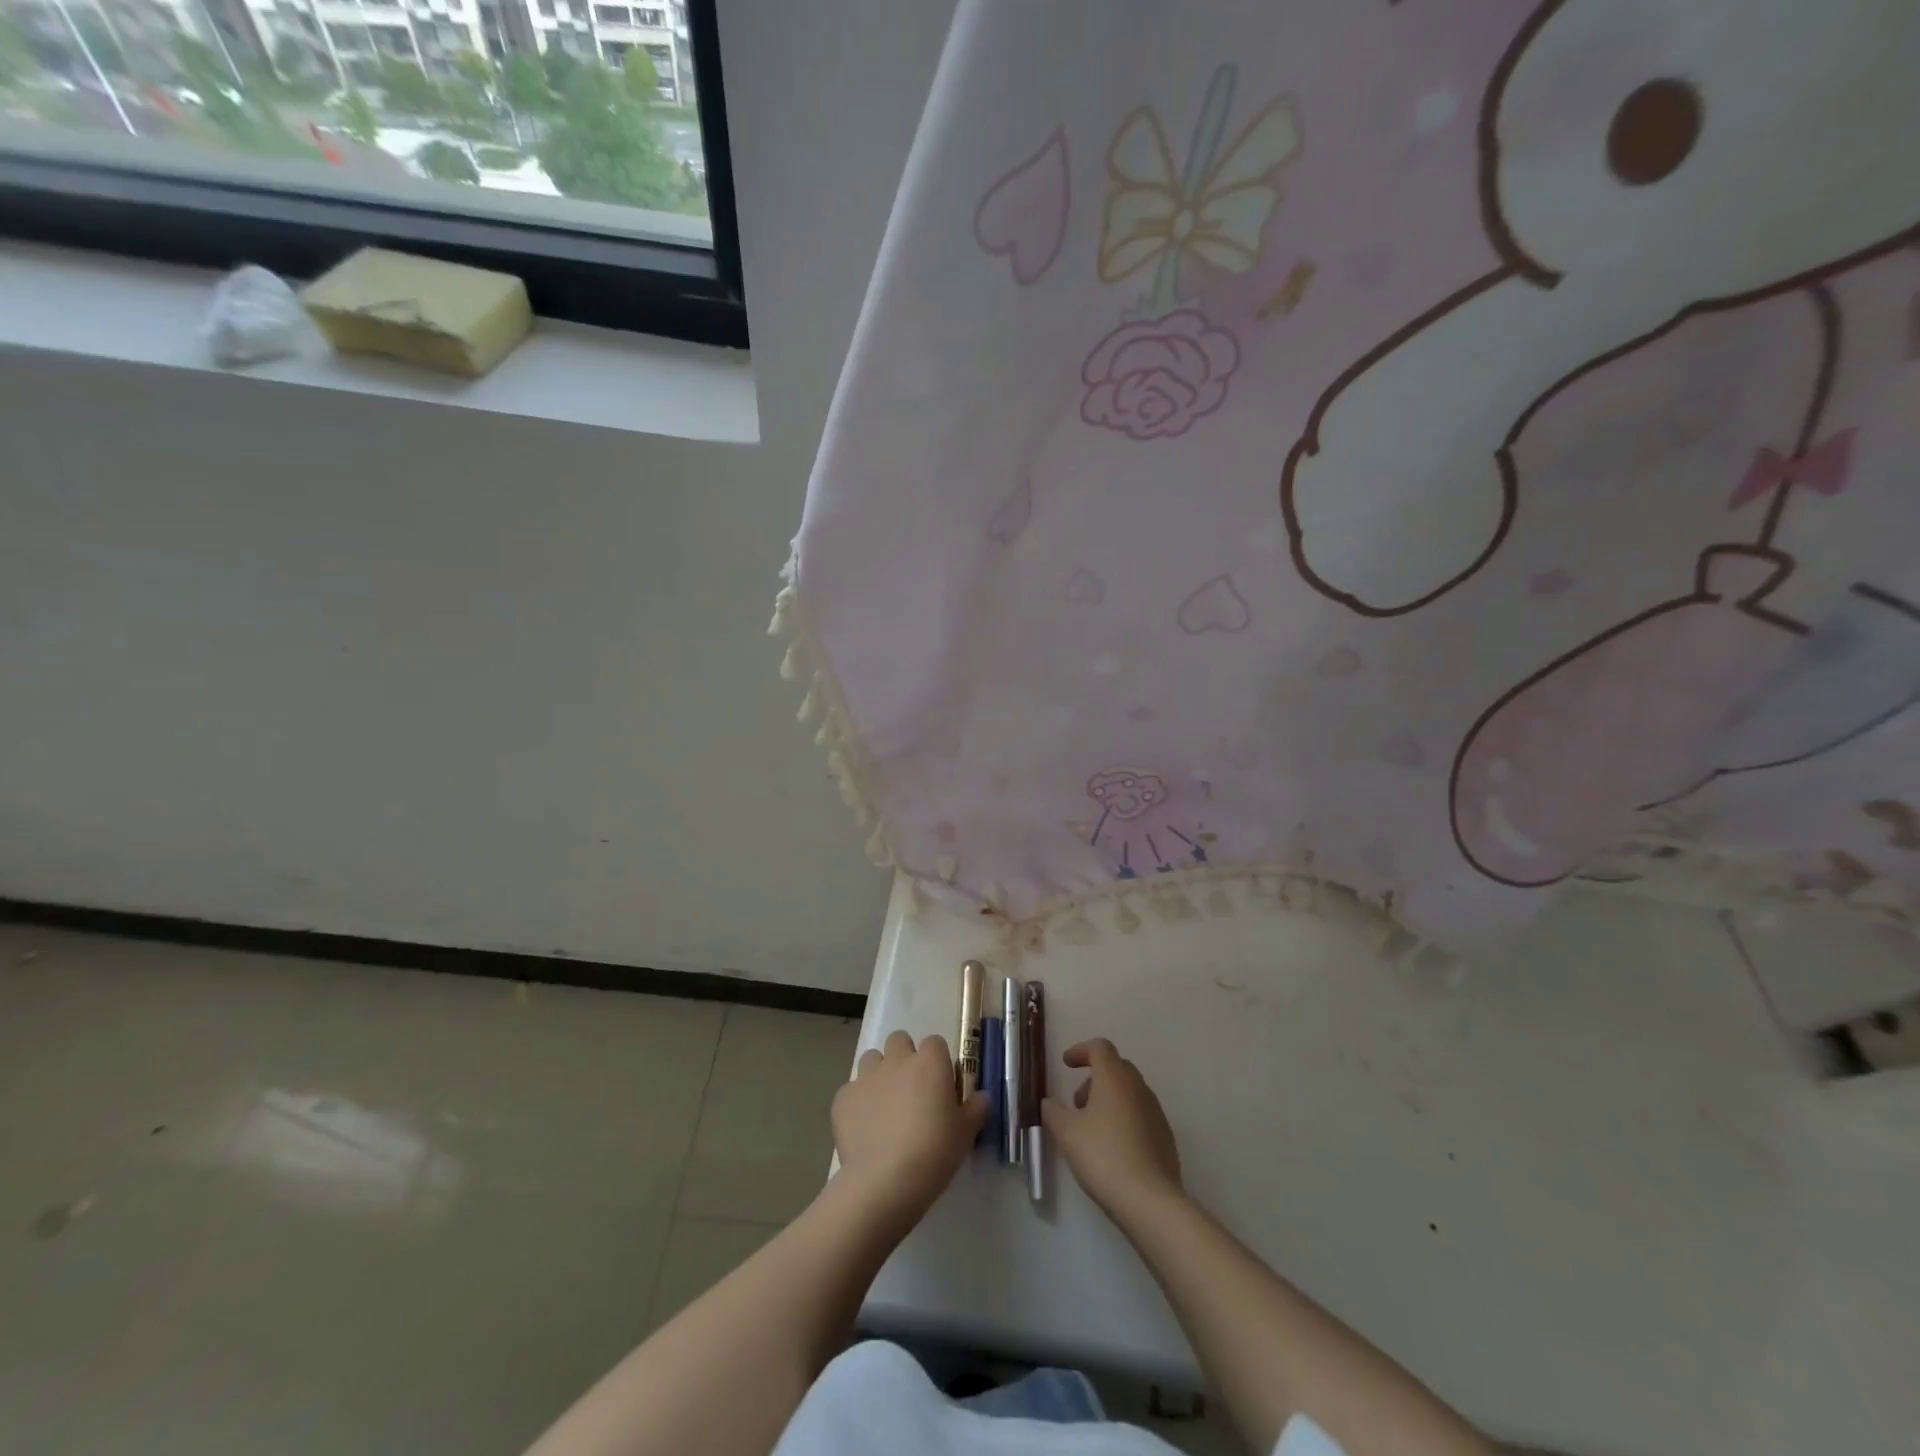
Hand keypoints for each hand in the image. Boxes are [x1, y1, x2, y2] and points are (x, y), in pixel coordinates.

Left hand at [832, 1031, 986, 1227]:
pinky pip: (851, 1090)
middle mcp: (897, 1060)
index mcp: (930, 1061)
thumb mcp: (966, 1133)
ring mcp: (866, 1076)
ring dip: (879, 1074)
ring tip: (885, 1106)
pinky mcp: (843, 1098)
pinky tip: (864, 1128)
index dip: (937, 1062)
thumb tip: (982, 1097)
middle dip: (904, 1058)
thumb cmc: (934, 1151)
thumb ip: (976, 1108)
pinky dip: (858, 1102)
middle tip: (912, 1091)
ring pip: (872, 1059)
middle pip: (899, 1041)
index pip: (935, 1043)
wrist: (885, 1180)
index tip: (940, 1086)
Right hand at [1043, 1038, 1182, 1223]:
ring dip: (1109, 1099)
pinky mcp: (1165, 1136)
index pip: (1100, 1047)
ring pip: (1129, 1092)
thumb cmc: (1103, 1156)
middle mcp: (1138, 1087)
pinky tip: (1113, 1147)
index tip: (1066, 1064)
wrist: (1150, 1200)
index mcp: (1114, 1078)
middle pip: (1116, 1067)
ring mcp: (1155, 1111)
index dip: (1081, 1050)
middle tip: (1077, 1102)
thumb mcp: (1067, 1133)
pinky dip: (1124, 1118)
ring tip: (1091, 1128)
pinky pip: (1140, 1114)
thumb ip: (1054, 1112)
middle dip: (1094, 1078)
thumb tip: (1049, 1103)